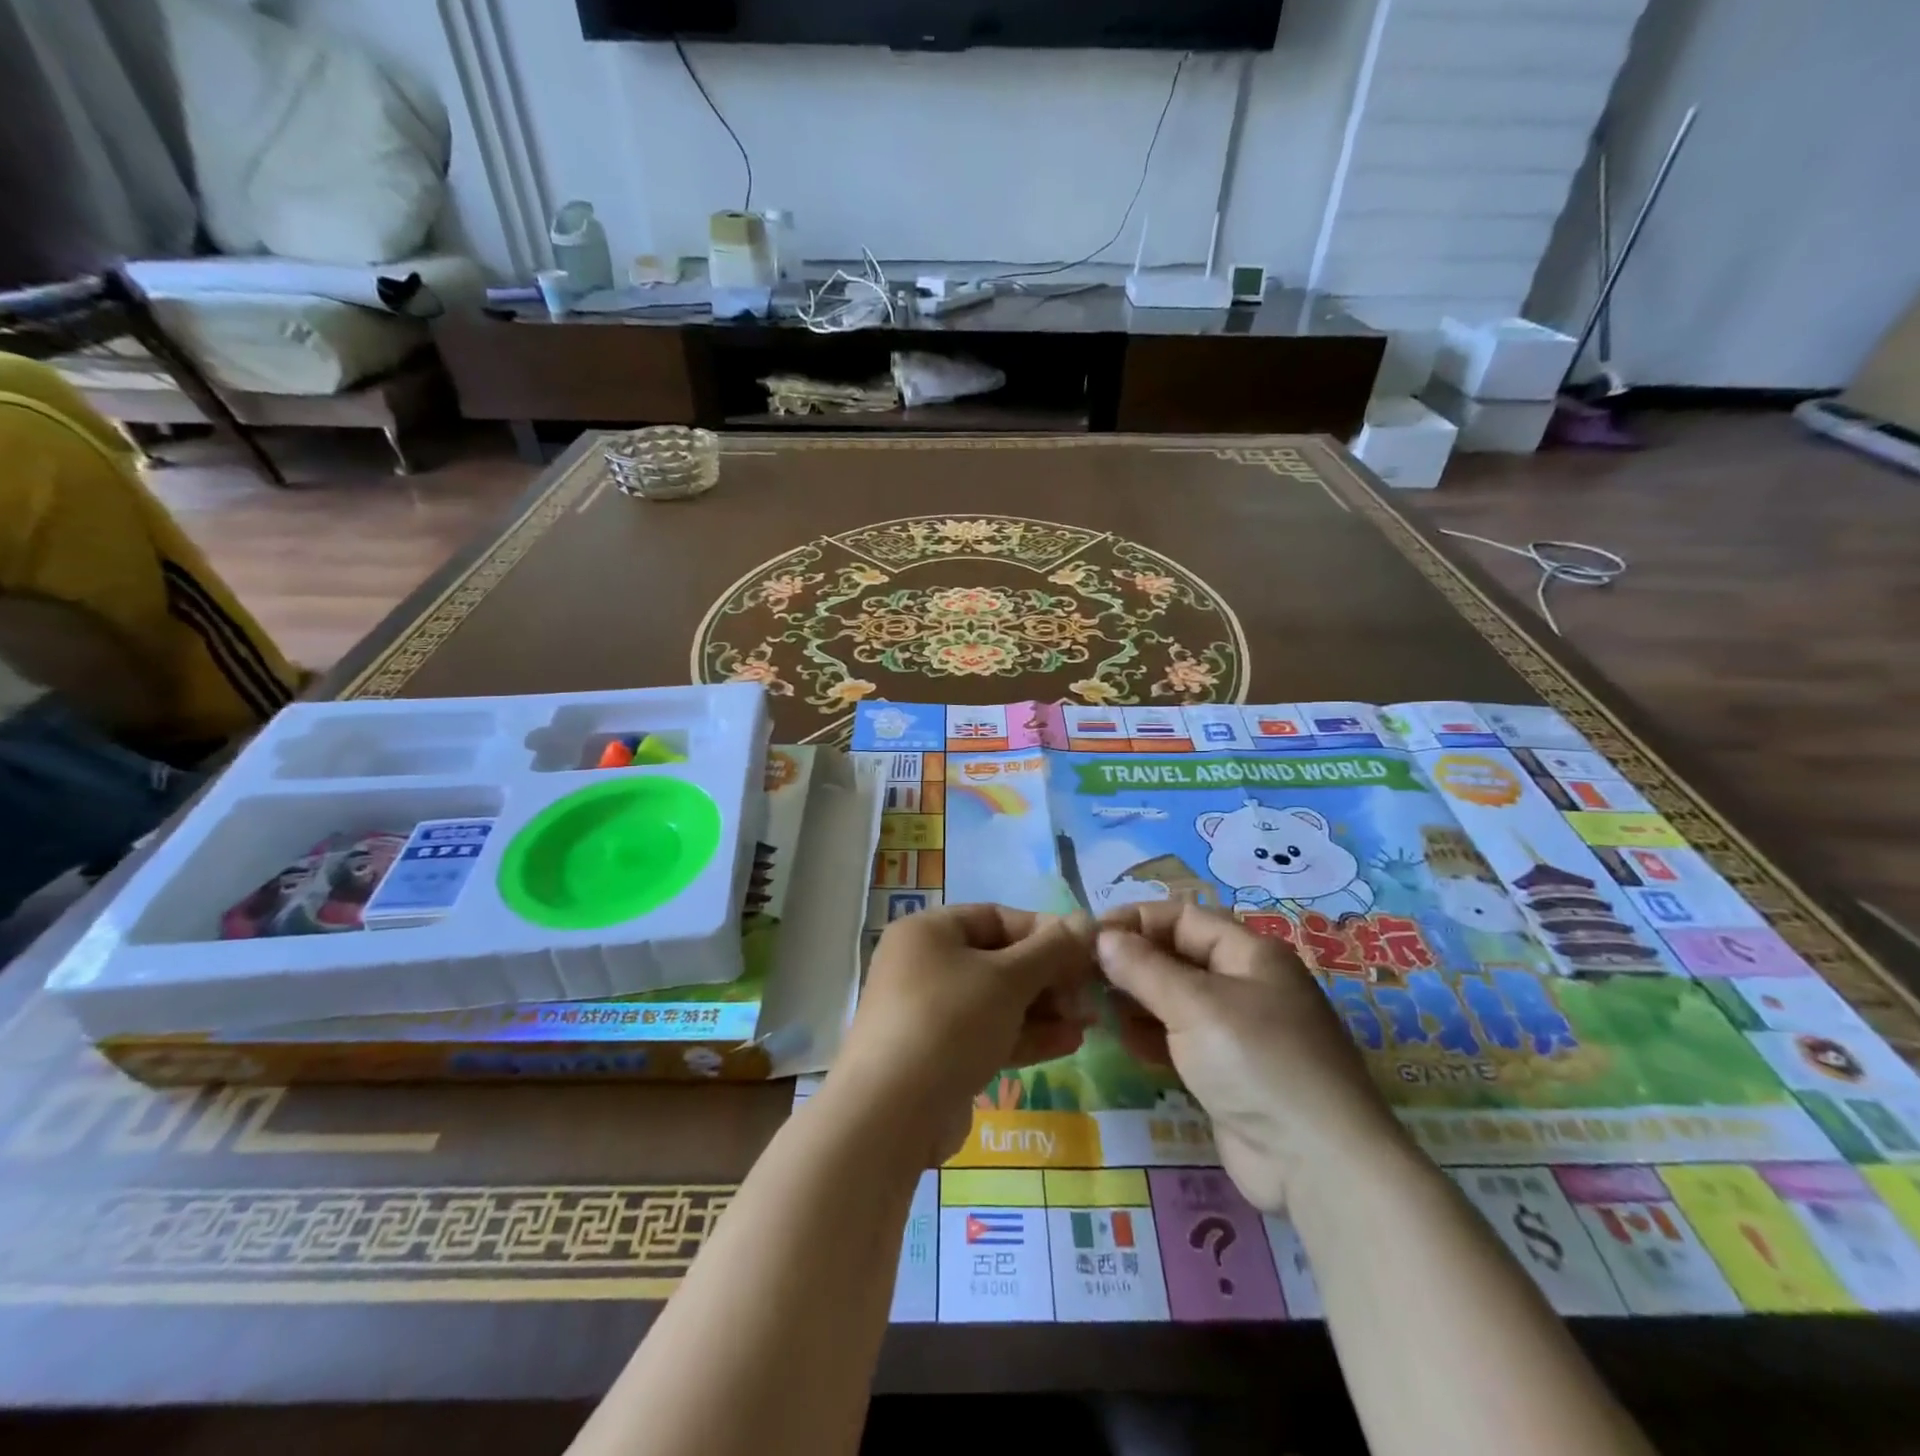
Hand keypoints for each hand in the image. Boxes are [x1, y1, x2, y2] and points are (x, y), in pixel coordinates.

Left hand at [831, 905, 1096, 1167]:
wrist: (890, 1116)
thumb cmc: (949, 1023)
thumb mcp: (1007, 979)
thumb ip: (1051, 950)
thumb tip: (1087, 920)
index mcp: (928, 932)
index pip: (996, 917)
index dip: (1044, 931)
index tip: (1087, 949)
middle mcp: (924, 966)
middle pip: (998, 960)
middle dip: (1048, 976)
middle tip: (1091, 992)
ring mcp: (930, 1014)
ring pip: (996, 1001)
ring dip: (1044, 1008)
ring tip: (1089, 1019)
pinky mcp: (939, 1056)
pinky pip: (988, 1034)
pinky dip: (1025, 1035)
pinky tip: (1069, 1042)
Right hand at [1096, 901, 1409, 1212]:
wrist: (1318, 1165)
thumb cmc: (1257, 1062)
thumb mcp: (1195, 1005)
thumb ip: (1143, 968)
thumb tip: (1102, 937)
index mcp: (1249, 954)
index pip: (1182, 917)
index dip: (1135, 920)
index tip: (1088, 935)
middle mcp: (1245, 984)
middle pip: (1177, 957)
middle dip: (1131, 962)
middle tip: (1082, 974)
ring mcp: (1238, 1032)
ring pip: (1175, 1000)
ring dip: (1136, 1000)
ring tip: (1094, 1007)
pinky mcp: (1228, 1073)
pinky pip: (1180, 1039)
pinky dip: (1151, 1035)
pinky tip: (1123, 1040)